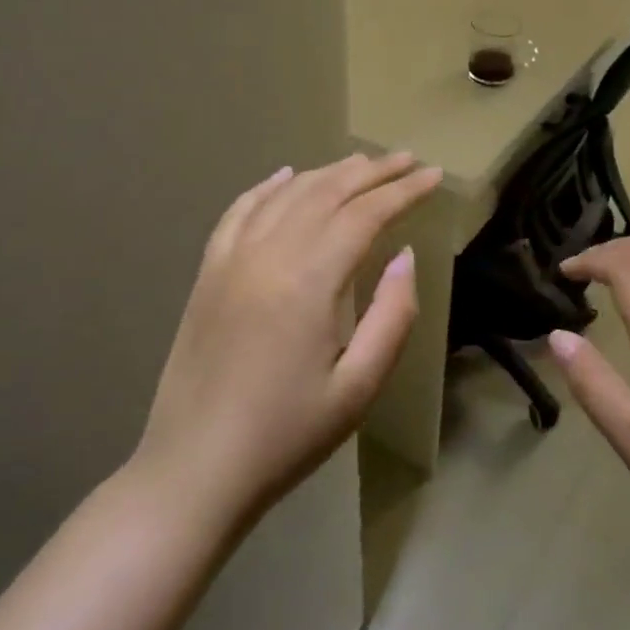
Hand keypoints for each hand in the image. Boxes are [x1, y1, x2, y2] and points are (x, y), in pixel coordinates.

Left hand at [130, 152, 442, 531]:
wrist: (194, 470)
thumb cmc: (287, 436)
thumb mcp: (360, 386)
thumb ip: (392, 315)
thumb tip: (403, 256)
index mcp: (308, 281)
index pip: (365, 215)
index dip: (404, 191)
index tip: (435, 177)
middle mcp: (267, 255)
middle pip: (326, 193)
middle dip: (373, 172)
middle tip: (409, 160)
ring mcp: (230, 261)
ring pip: (285, 195)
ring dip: (328, 173)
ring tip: (362, 163)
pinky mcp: (207, 275)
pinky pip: (239, 213)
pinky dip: (267, 187)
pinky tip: (285, 176)